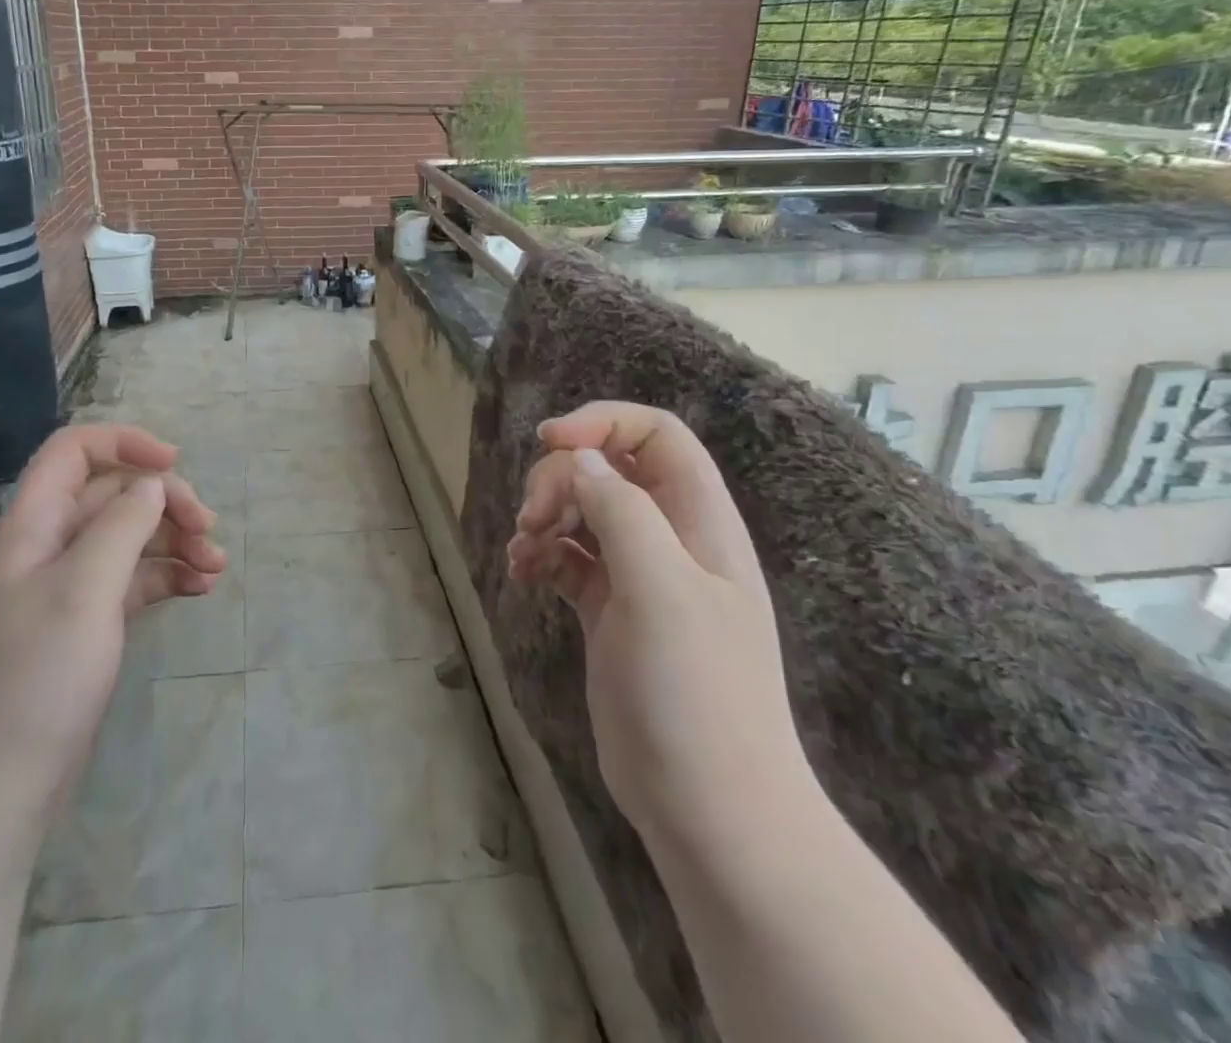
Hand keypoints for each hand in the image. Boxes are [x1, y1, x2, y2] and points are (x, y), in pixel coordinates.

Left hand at [0, 424, 227, 818]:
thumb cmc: (35, 678)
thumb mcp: (83, 589)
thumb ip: (121, 525)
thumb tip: (152, 484)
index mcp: (34, 524)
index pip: (74, 451)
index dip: (124, 443)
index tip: (175, 463)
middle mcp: (50, 546)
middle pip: (113, 494)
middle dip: (165, 501)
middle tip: (208, 529)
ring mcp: (69, 588)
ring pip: (129, 538)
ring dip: (174, 540)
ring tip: (216, 566)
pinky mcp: (88, 625)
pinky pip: (134, 580)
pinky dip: (168, 576)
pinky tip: (200, 589)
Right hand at [507, 402, 813, 848]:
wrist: (708, 808)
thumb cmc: (695, 693)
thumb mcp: (661, 591)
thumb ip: (622, 513)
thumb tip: (579, 461)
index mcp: (699, 521)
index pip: (656, 435)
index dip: (603, 423)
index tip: (549, 442)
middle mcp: (670, 539)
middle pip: (608, 469)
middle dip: (560, 479)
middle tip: (532, 519)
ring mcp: (639, 576)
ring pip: (582, 511)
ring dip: (544, 515)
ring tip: (524, 551)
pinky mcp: (610, 610)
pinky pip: (568, 556)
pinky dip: (541, 554)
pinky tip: (522, 573)